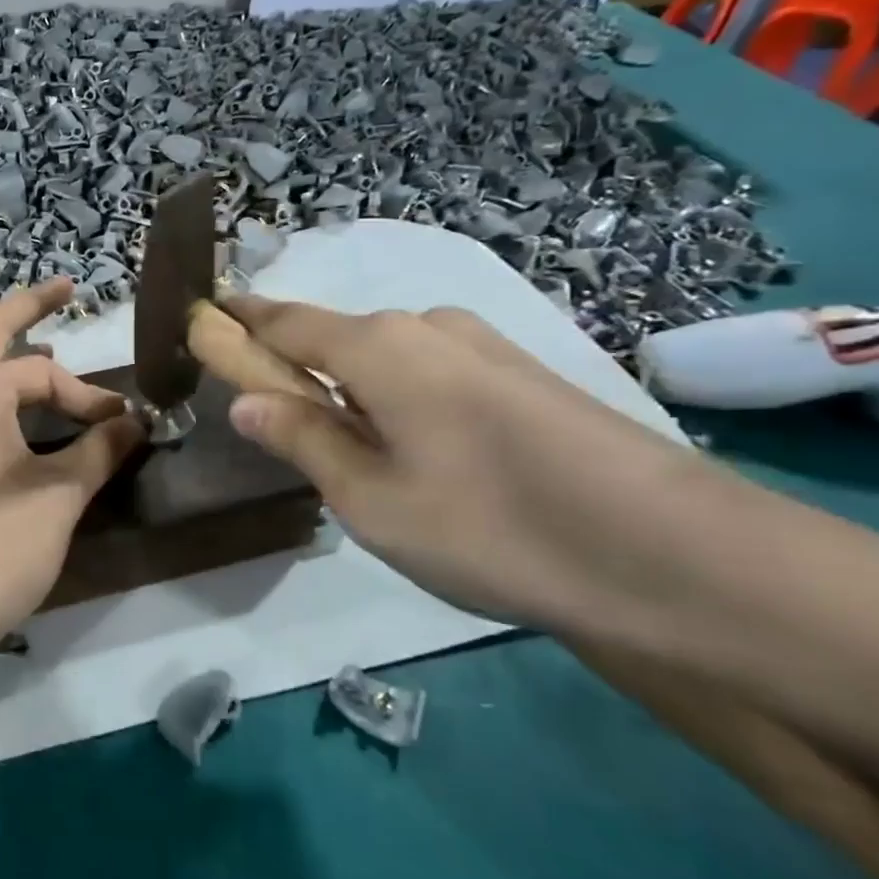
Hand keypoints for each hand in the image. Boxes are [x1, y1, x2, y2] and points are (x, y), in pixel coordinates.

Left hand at [0, 278, 145, 667]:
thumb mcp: (58, 499)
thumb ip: (100, 450)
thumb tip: (137, 420)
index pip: (42, 373)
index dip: (88, 396)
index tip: (123, 425)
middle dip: (30, 309)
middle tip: (65, 288)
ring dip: (11, 356)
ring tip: (52, 352)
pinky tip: (19, 410)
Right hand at [222, 297, 730, 631]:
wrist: (678, 558)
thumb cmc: (492, 527)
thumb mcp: (370, 499)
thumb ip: (302, 438)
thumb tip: (243, 400)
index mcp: (376, 346)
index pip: (282, 320)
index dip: (237, 321)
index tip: (201, 321)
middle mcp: (426, 326)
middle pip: (334, 337)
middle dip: (297, 370)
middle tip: (286, 433)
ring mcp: (482, 344)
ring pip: (385, 358)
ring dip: (353, 390)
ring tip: (365, 461)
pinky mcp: (522, 371)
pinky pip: (431, 372)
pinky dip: (401, 398)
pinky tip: (430, 456)